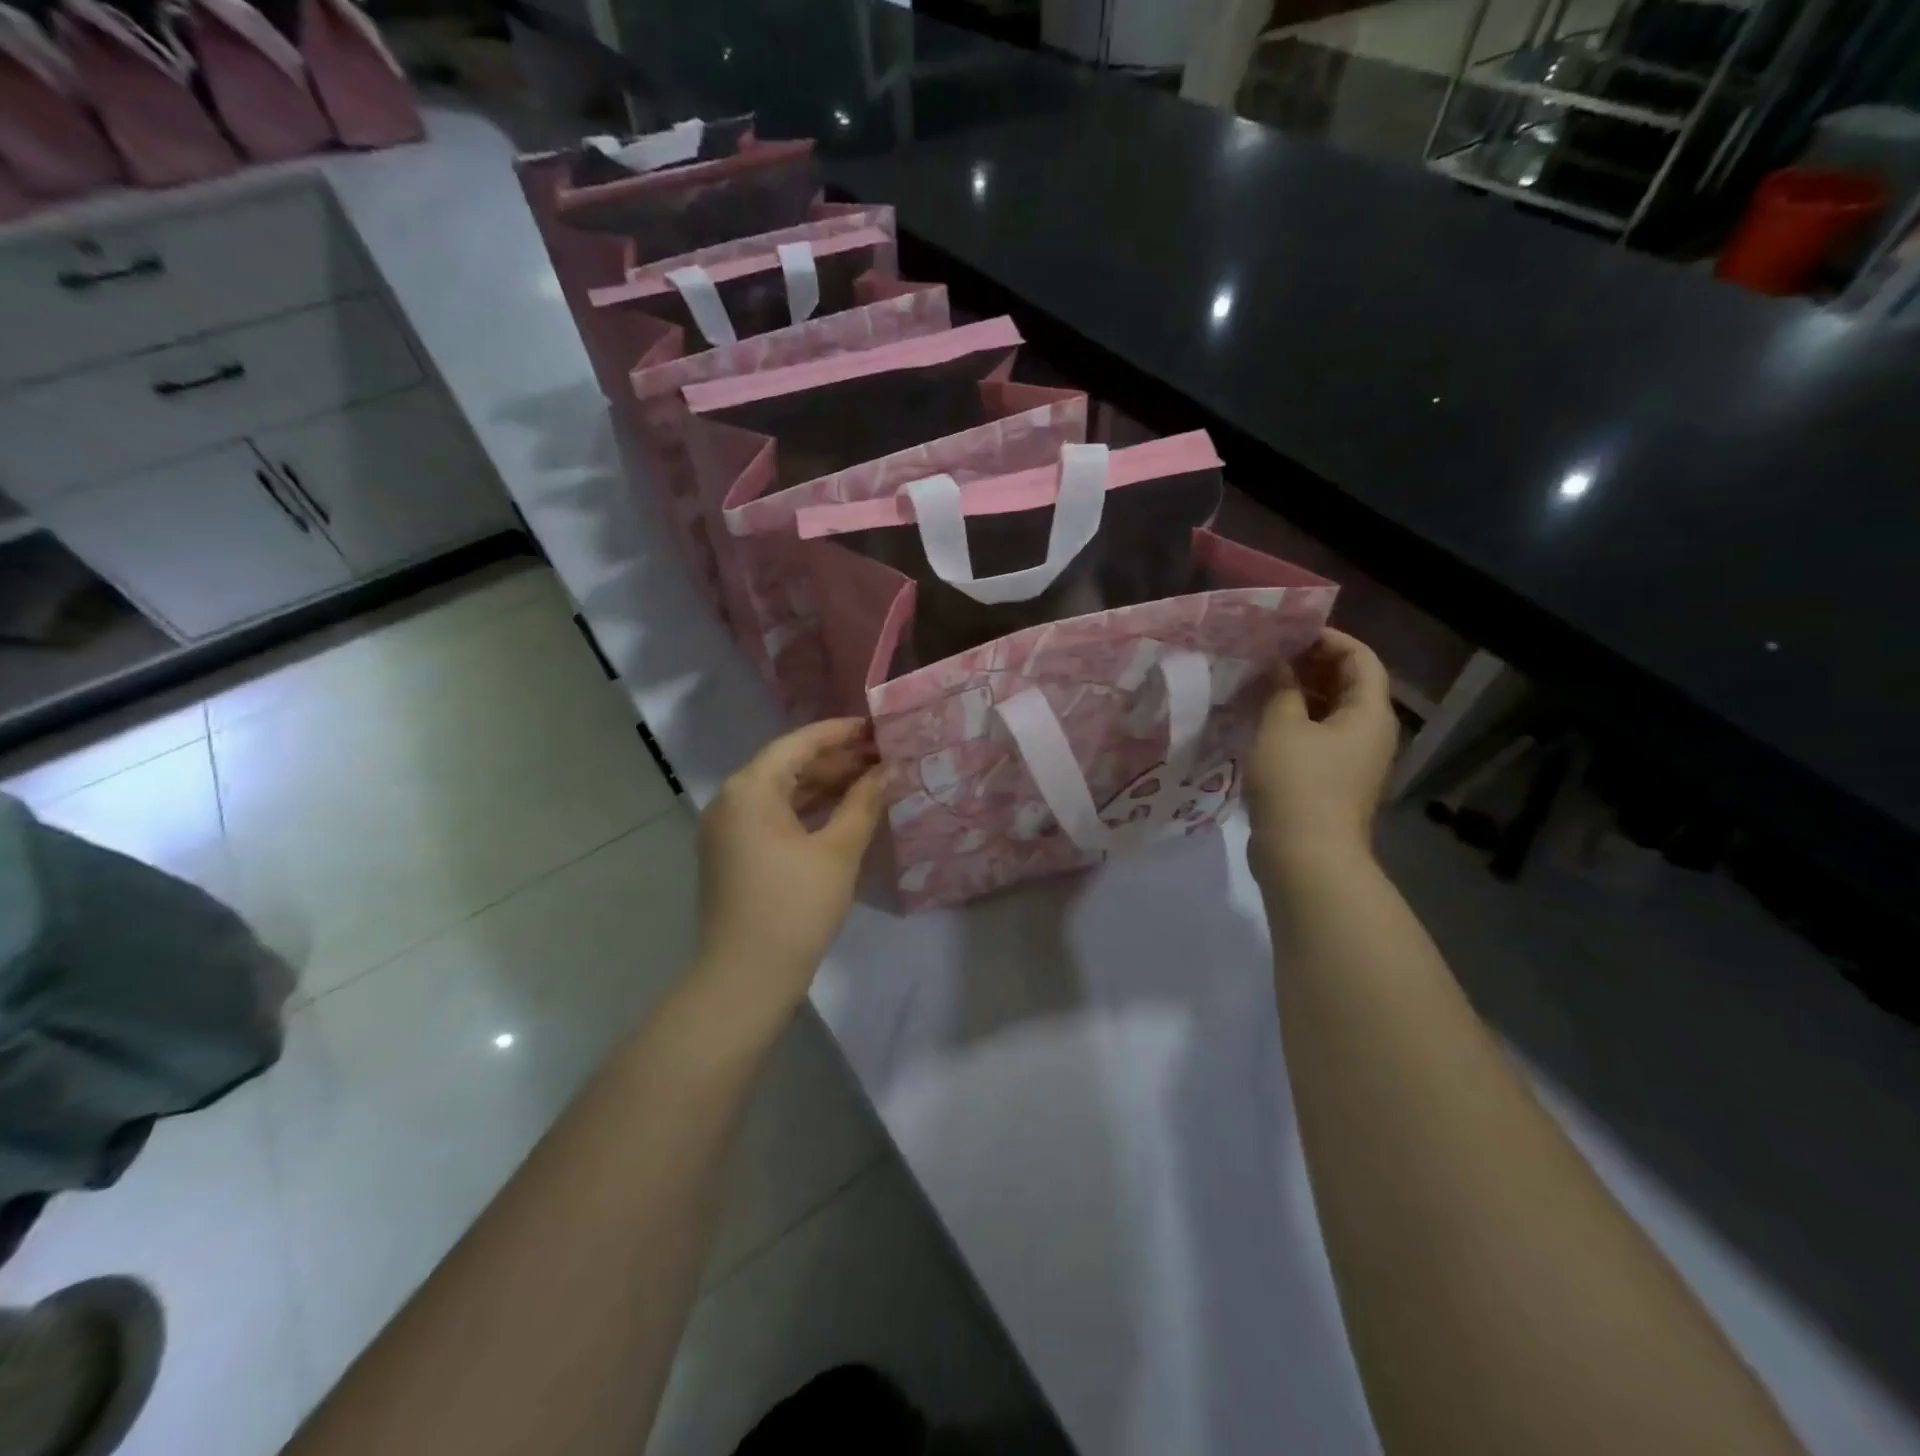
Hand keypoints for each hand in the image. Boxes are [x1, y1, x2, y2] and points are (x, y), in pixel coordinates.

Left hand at [693, 719, 888, 1018]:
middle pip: (788, 765)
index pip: (799, 743)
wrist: (745, 978)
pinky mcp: (733, 854)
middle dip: (836, 760)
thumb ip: (864, 803)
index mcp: (750, 789)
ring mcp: (728, 829)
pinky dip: (807, 811)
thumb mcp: (838, 851)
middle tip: (882, 757)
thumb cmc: (795, 907)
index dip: (840, 732)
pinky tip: (842, 813)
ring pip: (782, 793)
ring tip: (871, 780)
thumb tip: (887, 771)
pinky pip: (773, 818)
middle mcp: (731, 800)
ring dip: (824, 786)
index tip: (876, 728)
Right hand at [1245, 629, 1397, 889]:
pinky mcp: (1333, 782)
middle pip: (1349, 684)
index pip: (1360, 658)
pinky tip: (1262, 720)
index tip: (1289, 632)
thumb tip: (1281, 666)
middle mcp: (1371, 733)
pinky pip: (1319, 738)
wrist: (1306, 857)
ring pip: (1331, 713)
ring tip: (1260, 683)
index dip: (1329, 638)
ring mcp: (1353, 760)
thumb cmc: (1297, 783)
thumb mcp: (1282, 727)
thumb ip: (1282, 689)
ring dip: (1300, 695)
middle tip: (1269, 654)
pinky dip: (1296, 722)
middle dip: (1311, 665)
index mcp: (1370, 713)